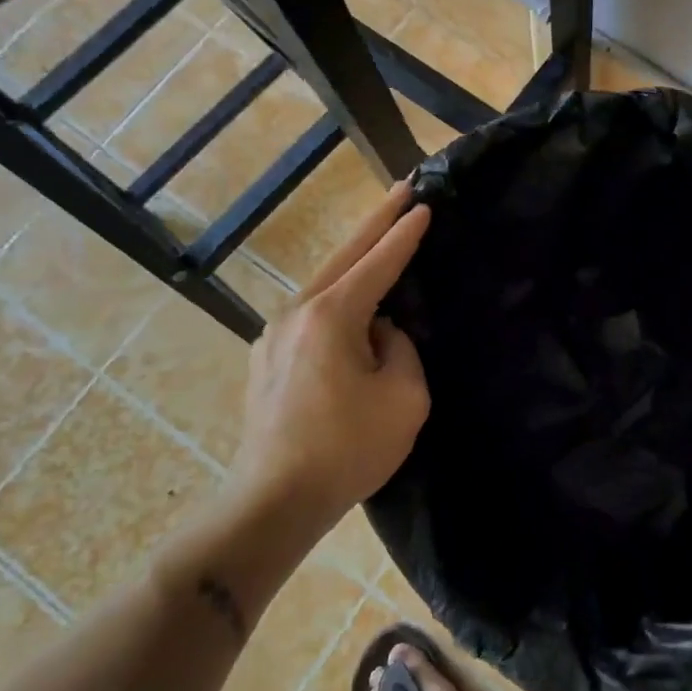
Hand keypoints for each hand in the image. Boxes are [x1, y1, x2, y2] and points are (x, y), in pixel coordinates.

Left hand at [234, 183, 431, 523]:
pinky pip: (312, 312)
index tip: (424, 203)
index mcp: (331, 316)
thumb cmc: (348, 449)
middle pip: (344, 255)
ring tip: (382, 240)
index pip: (378, 261)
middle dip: (376, 220)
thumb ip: (401, 349)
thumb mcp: (404, 397)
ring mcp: (274, 335)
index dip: (404, 232)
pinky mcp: (267, 358)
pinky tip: (353, 302)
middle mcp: (297, 313)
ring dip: (355, 258)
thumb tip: (382, 333)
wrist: (274, 501)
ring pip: (324, 282)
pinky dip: (338, 294)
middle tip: (402, 189)